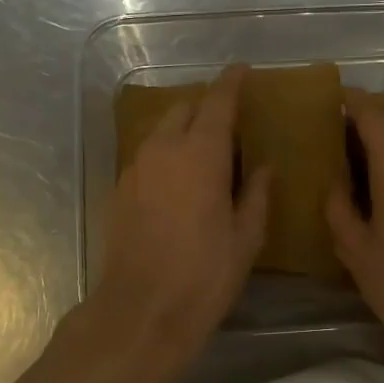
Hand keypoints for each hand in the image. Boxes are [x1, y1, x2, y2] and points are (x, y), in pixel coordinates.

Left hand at [87, 65, 270, 367]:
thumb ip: (256, 194)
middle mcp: (163, 150)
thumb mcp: (245, 238)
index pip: (217, 102)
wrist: (140, 312)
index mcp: (200, 154)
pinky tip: (180, 178)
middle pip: (184, 109)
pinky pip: (147, 153)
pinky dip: (166, 151)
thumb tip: (263, 168)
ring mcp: (136, 168)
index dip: (231, 82)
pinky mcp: (120, 189)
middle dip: (206, 105)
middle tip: (229, 120)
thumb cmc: (204, 275)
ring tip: (206, 149)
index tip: (242, 70)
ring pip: (161, 129)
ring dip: (184, 127)